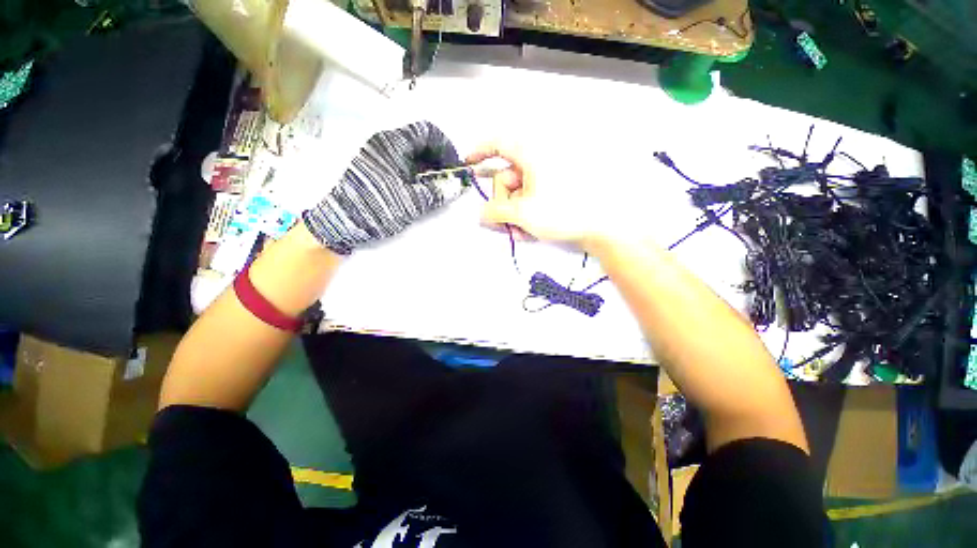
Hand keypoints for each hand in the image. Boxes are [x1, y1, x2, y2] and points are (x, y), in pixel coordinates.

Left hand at [303, 121, 462, 253]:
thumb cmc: (375, 207)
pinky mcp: (376, 172)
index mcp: (393, 144)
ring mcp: (379, 158)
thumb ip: (438, 192)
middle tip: (449, 182)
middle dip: (440, 160)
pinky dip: (418, 177)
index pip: (427, 131)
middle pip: (421, 143)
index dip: (446, 148)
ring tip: (438, 190)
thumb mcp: (411, 202)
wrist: (337, 224)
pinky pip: (403, 167)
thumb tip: (459, 184)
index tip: (455, 169)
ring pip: (413, 156)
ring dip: (430, 170)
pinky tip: (423, 192)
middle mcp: (385, 145)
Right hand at [468, 144, 610, 248]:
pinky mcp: (554, 193)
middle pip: (506, 177)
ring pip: (518, 193)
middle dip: (501, 202)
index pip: (499, 144)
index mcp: (532, 155)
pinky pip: (531, 200)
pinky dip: (525, 214)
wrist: (601, 227)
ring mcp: (547, 179)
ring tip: (518, 232)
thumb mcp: (522, 213)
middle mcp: (538, 163)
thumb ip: (495, 212)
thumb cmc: (562, 213)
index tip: (468, 163)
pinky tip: (527, 231)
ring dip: (512, 214)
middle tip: (503, 222)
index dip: (480, 151)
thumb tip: (480, 214)